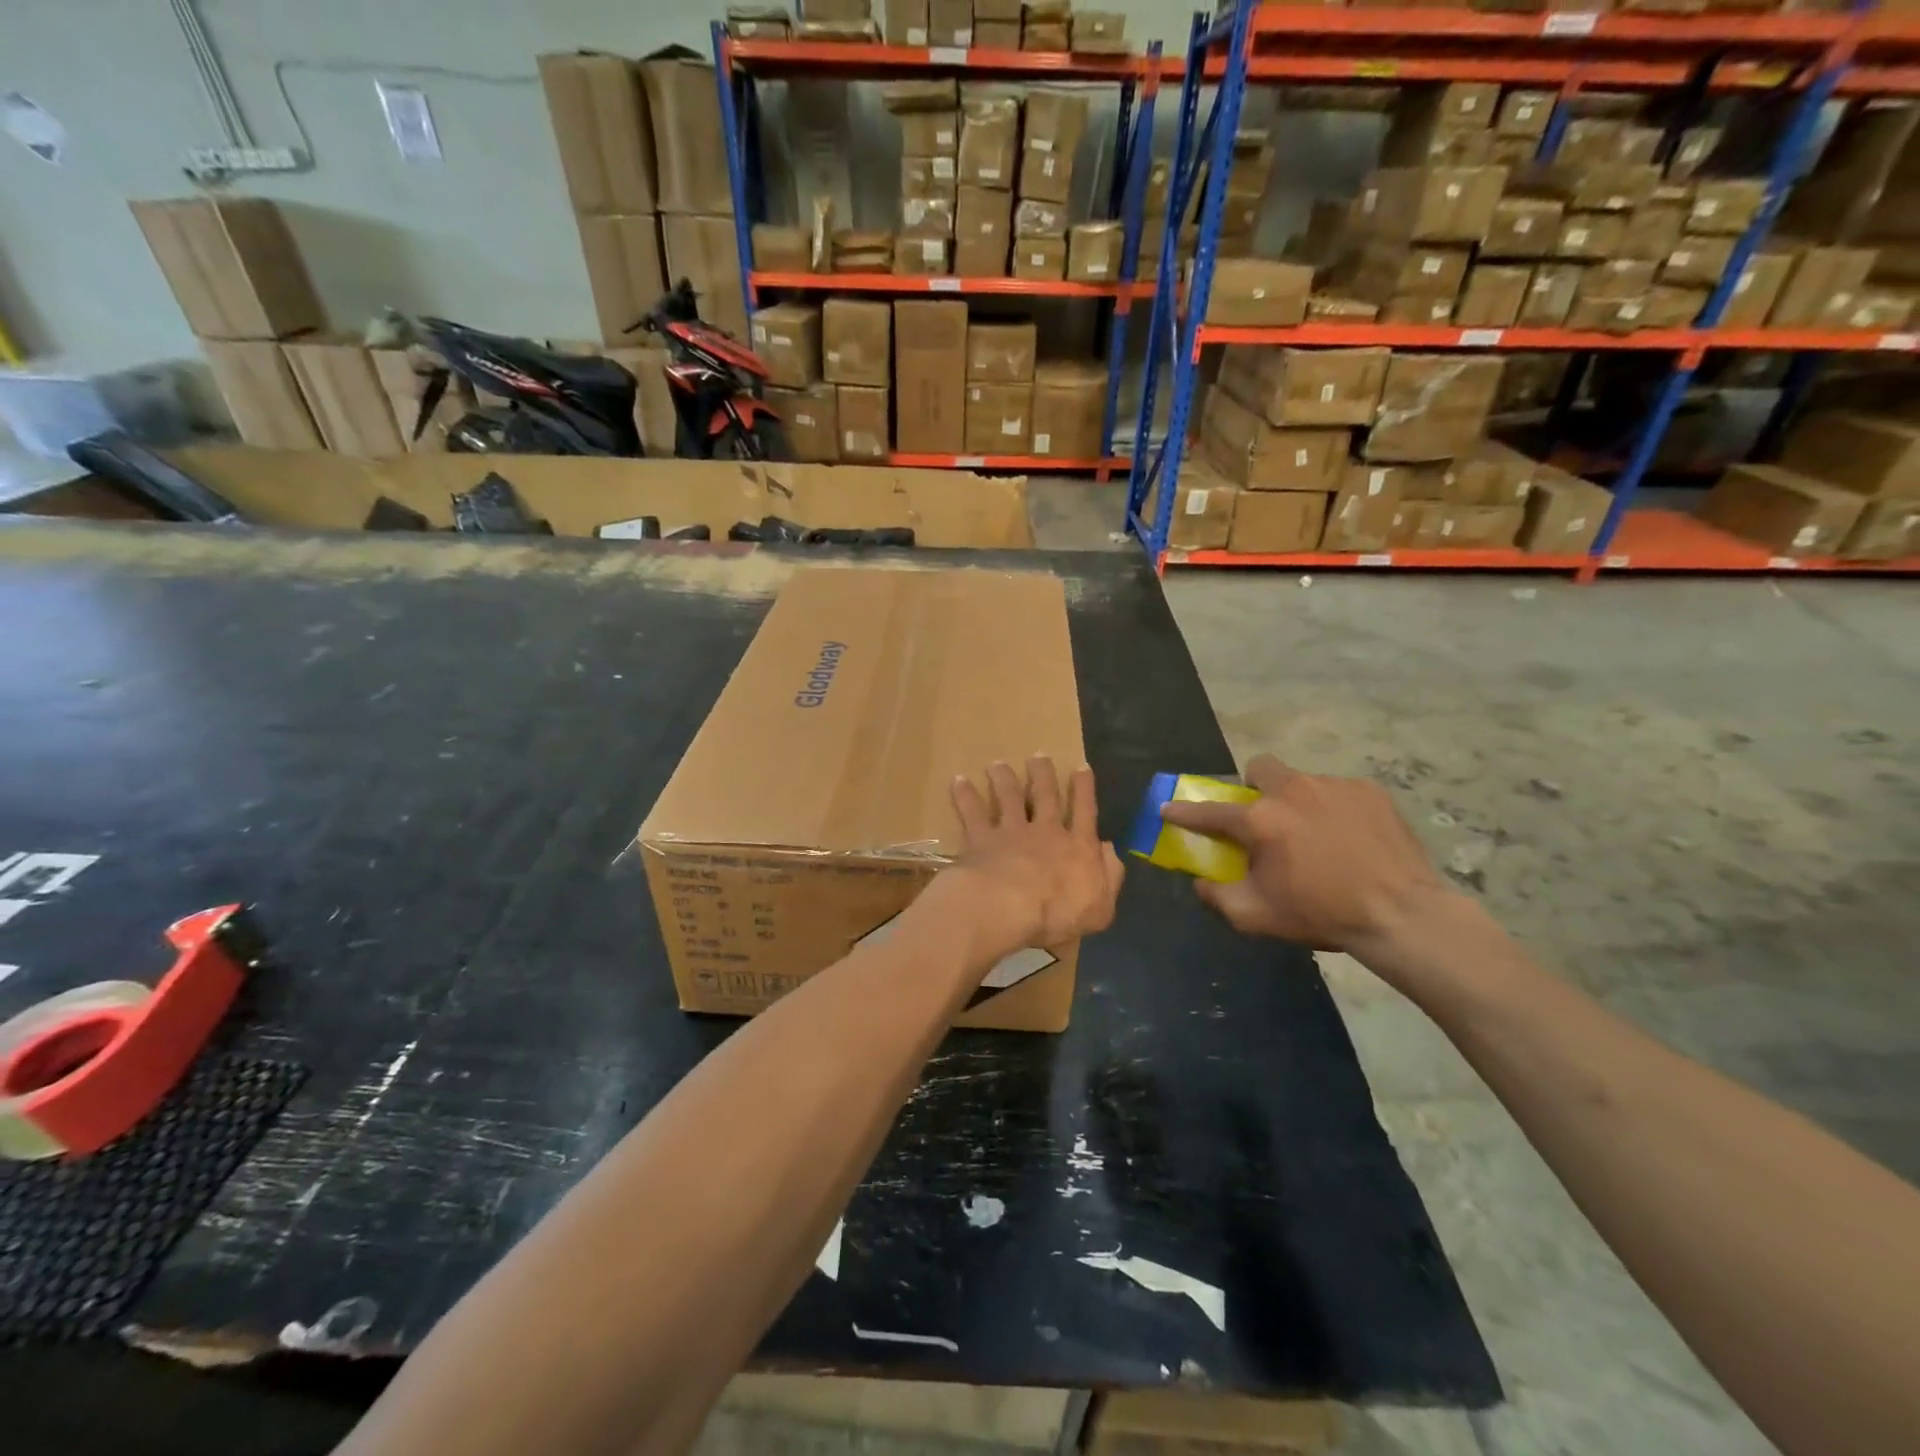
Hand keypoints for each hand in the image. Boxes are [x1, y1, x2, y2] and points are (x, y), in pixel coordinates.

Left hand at [943, 758, 1124, 961]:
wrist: (1008, 907)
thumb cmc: (1058, 914)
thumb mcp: (1100, 907)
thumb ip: (1109, 876)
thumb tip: (1110, 850)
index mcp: (1078, 847)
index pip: (1085, 812)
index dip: (1084, 790)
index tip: (1081, 767)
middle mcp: (1046, 832)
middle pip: (1045, 796)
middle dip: (1043, 775)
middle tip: (1039, 756)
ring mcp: (1011, 832)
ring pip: (1009, 798)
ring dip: (1004, 779)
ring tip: (998, 765)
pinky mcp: (981, 839)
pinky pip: (972, 813)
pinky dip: (965, 796)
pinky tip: (959, 781)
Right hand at [1160, 754, 1453, 962]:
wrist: (1402, 915)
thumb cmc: (1322, 913)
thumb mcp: (1257, 916)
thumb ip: (1217, 897)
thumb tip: (1201, 882)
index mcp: (1260, 820)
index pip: (1210, 811)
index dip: (1184, 812)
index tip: (1169, 808)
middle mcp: (1292, 791)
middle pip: (1260, 768)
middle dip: (1255, 786)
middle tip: (1266, 817)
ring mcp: (1334, 786)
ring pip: (1302, 782)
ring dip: (1298, 802)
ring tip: (1318, 837)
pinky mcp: (1369, 791)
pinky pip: (1339, 792)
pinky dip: (1335, 809)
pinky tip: (1351, 838)